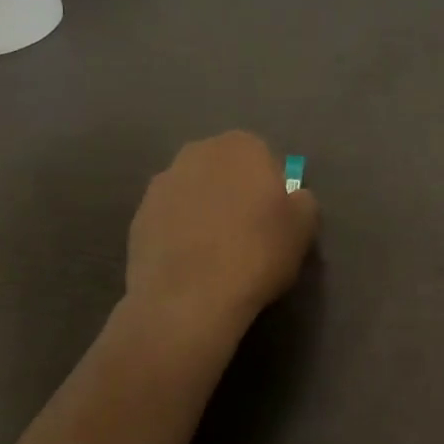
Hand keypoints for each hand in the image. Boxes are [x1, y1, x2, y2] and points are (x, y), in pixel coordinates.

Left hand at [126, 132, 318, 329]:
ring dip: (204, 211)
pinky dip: (180, 233)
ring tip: (216, 253)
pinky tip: (191, 264)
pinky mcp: (139, 215)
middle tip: (247, 234)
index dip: (272, 190)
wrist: (189, 298)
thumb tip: (292, 198)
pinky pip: (170, 219)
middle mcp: (197, 152)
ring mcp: (162, 183)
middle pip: (225, 171)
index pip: (264, 159)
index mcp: (241, 146)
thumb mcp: (304, 227)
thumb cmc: (257, 253)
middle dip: (235, 194)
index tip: (275, 221)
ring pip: (194, 193)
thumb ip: (302, 201)